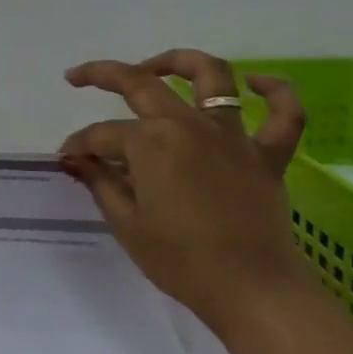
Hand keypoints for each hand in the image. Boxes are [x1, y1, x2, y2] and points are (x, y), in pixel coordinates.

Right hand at [58, 49, 308, 335]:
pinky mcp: (267, 156)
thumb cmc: (181, 261)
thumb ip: (100, 181)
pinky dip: (275, 91)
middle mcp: (188, 125)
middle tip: (81, 78)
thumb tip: (75, 158)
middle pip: (142, 83)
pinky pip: (284, 114)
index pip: (103, 134)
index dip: (80, 145)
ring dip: (181, 62)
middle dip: (104, 74)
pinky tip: (257, 82)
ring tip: (158, 66)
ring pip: (211, 76)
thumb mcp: (126, 223)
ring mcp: (232, 136)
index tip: (68, 159)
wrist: (252, 291)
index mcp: (150, 143)